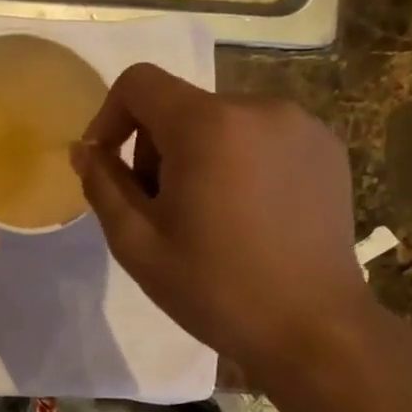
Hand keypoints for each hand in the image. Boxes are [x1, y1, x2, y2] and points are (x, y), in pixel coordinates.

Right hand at [71, 63, 373, 385]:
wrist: (314, 328)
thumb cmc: (215, 287)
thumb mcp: (136, 243)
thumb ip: (103, 185)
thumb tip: (85, 149)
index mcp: (207, 126)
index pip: (139, 83)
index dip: (110, 116)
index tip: (108, 164)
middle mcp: (258, 108)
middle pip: (179, 105)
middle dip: (155, 147)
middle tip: (160, 209)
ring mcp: (300, 125)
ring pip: (219, 121)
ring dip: (197, 155)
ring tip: (206, 215)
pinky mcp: (326, 147)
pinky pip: (260, 135)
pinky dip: (238, 160)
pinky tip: (247, 213)